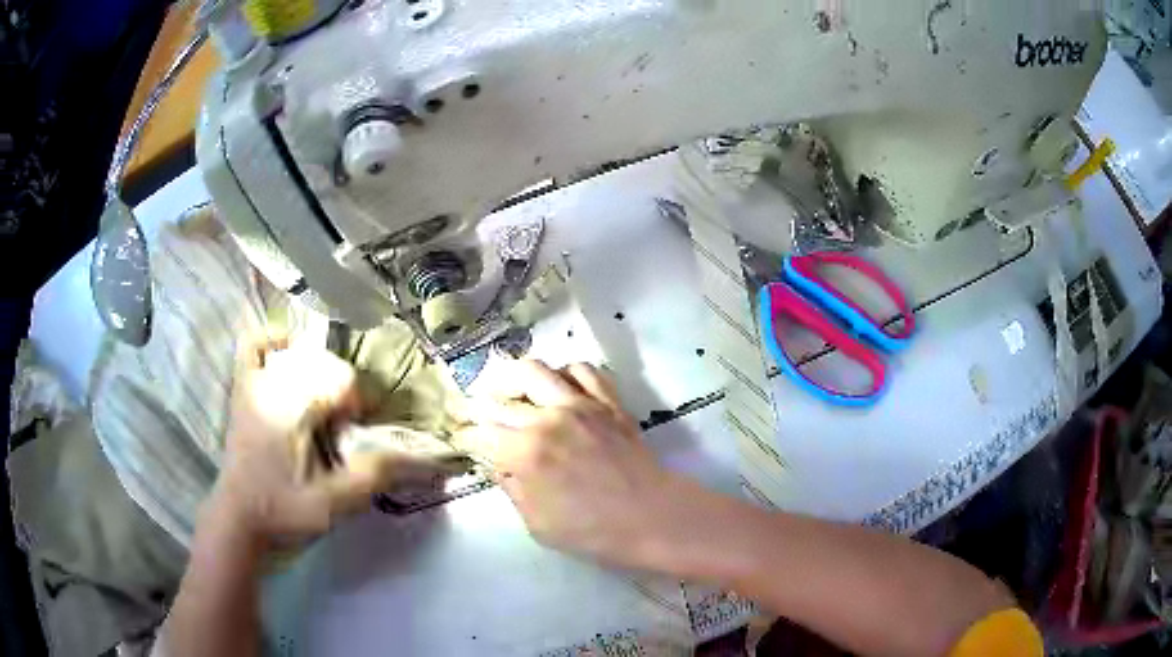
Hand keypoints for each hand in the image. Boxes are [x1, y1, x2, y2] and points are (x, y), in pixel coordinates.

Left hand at [208, 336, 399, 548]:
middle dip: (343, 392)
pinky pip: (253, 347)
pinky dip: (273, 342)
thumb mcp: (334, 504)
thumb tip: (422, 457)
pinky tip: (289, 353)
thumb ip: (373, 475)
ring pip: (298, 353)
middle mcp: (271, 384)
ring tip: (322, 406)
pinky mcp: (242, 390)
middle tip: (344, 428)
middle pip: (324, 364)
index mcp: (292, 407)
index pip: (342, 379)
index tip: (361, 433)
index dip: (361, 404)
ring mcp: (252, 383)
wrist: (239, 521)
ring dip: (319, 373)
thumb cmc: (283, 512)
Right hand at [456, 360, 685, 568]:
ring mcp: (581, 404)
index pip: (481, 432)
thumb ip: (512, 488)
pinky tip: (560, 388)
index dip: (465, 434)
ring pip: (537, 370)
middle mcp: (548, 418)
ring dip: (515, 377)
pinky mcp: (608, 401)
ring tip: (510, 389)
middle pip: (501, 397)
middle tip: (475, 411)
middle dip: (479, 404)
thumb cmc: (593, 532)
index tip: (461, 437)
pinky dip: (565, 374)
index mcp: (525, 453)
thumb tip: (498, 463)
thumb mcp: (537, 524)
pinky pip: (583, 370)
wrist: (652, 518)